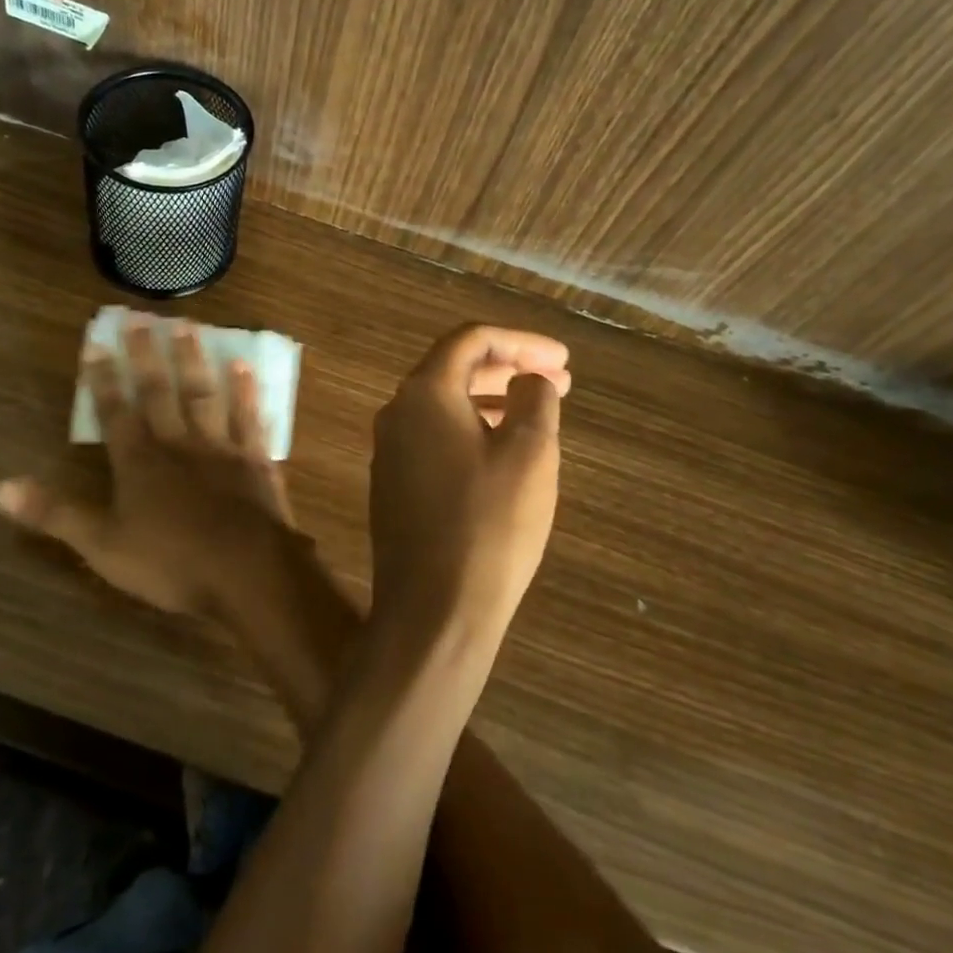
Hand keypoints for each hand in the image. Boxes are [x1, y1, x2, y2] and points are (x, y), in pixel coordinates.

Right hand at [0, 316, 289, 617]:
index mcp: (138, 462)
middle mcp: (177, 442)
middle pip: (158, 391)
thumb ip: (54, 514)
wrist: (244, 570)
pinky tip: (244, 366)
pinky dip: (247, 392)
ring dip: (193, 360)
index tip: (96, 343)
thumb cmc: (170, 563)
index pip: (114, 412)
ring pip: (202, 394)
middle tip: (141, 316)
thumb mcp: (101, 546)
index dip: (102, 379)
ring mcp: (219, 446)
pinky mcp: (254, 457)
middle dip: (146, 354)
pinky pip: (249, 417)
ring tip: (188, 325)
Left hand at [369, 324, 569, 641]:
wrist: (432, 612)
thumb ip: (533, 399)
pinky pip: (435, 436)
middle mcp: (397, 411)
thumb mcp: (529, 454)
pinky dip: (472, 429)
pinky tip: (502, 451)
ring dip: (492, 399)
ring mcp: (389, 449)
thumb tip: (528, 378)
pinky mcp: (393, 484)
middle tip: (559, 380)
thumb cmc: (488, 526)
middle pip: (455, 368)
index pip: (471, 339)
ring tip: (538, 411)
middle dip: (509, 367)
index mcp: (424, 393)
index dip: (522, 341)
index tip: (563, 359)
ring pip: (445, 404)